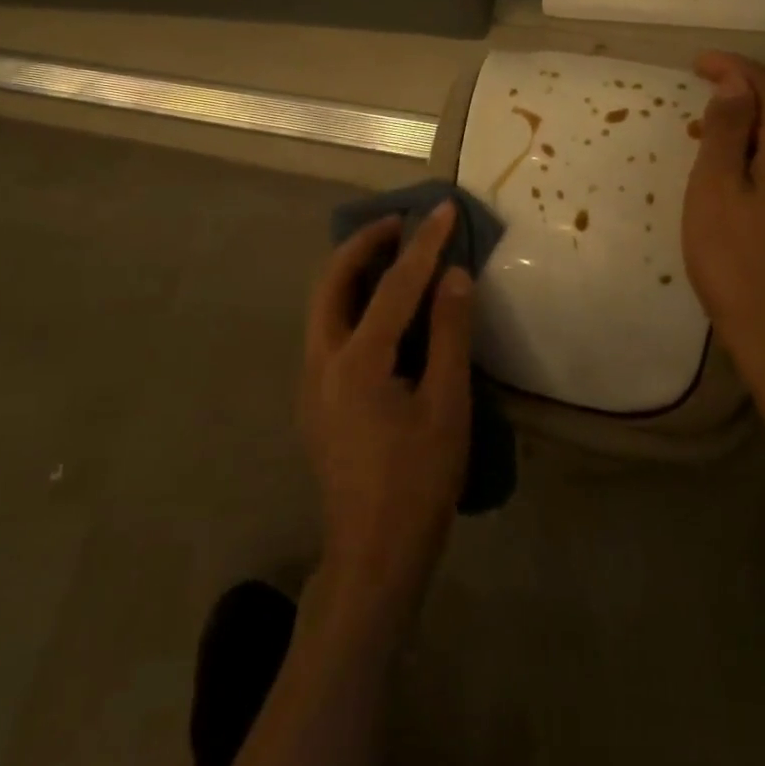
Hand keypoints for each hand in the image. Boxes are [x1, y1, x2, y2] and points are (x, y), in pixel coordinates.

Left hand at [300, 203, 473, 637]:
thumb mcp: (446, 406)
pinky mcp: (314, 399)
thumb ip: (448, 334)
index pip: (393, 285)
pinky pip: (327, 329)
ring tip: (392, 253)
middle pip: (332, 281)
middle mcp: (321, 361)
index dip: (423, 244)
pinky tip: (381, 309)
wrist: (372, 557)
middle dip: (364, 244)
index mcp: (356, 361)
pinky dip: (350, 301)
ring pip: (322, 305)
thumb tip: (454, 275)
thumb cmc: (418, 484)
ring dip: (353, 270)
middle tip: (400, 223)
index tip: (442, 208)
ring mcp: (310, 381)